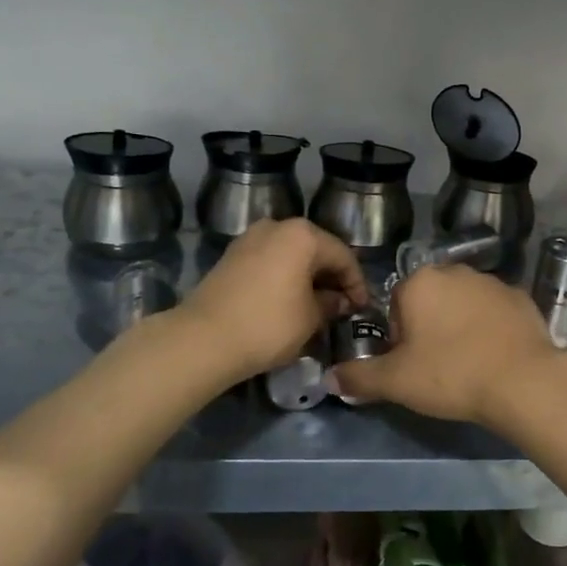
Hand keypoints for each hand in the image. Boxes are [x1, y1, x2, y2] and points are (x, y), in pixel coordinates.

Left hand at [180, 219, 368, 384]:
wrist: (203, 339)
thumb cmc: (268, 325)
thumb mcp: (310, 318)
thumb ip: (331, 304)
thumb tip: (338, 300)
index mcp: (303, 235)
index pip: (343, 256)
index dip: (357, 283)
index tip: (362, 308)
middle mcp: (276, 226)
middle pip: (316, 250)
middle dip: (332, 278)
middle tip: (343, 306)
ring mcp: (250, 238)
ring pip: (291, 255)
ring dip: (307, 277)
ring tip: (317, 305)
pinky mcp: (232, 256)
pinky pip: (270, 261)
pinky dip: (284, 277)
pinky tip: (289, 301)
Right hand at [331, 263, 558, 424]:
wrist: (523, 381)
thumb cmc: (451, 374)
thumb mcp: (396, 381)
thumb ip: (359, 377)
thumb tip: (328, 378)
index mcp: (420, 281)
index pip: (396, 305)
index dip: (399, 337)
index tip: (411, 364)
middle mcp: (455, 271)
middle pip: (430, 300)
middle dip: (429, 328)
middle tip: (436, 366)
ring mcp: (492, 281)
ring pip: (463, 304)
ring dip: (460, 326)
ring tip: (468, 364)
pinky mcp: (521, 297)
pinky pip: (495, 312)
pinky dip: (491, 329)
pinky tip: (495, 357)